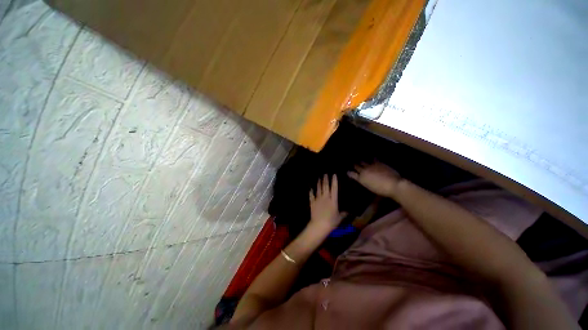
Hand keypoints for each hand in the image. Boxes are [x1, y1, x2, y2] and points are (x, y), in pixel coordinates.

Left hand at [308, 174, 345, 233]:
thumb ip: (343, 214)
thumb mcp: (339, 218)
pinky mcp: (312, 203)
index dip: (334, 181)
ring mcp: (318, 199)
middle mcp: (325, 198)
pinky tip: (310, 189)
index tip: (334, 174)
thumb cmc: (331, 222)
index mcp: (333, 200)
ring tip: (319, 178)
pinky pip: (311, 196)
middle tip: (325, 173)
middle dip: (325, 179)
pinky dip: (311, 192)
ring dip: (319, 183)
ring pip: (318, 189)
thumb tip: (348, 212)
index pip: (334, 188)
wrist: (319, 225)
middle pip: (325, 187)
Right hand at [348, 162, 401, 197]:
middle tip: (353, 163)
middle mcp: (364, 171)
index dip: (349, 173)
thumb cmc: (381, 190)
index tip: (347, 172)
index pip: (352, 174)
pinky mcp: (378, 163)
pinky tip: (372, 157)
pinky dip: (372, 158)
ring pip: (363, 162)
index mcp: (361, 179)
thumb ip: (365, 182)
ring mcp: (371, 166)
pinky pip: (373, 159)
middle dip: (354, 165)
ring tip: (359, 159)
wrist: (393, 185)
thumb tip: (365, 180)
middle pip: (356, 166)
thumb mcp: (370, 188)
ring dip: (361, 161)